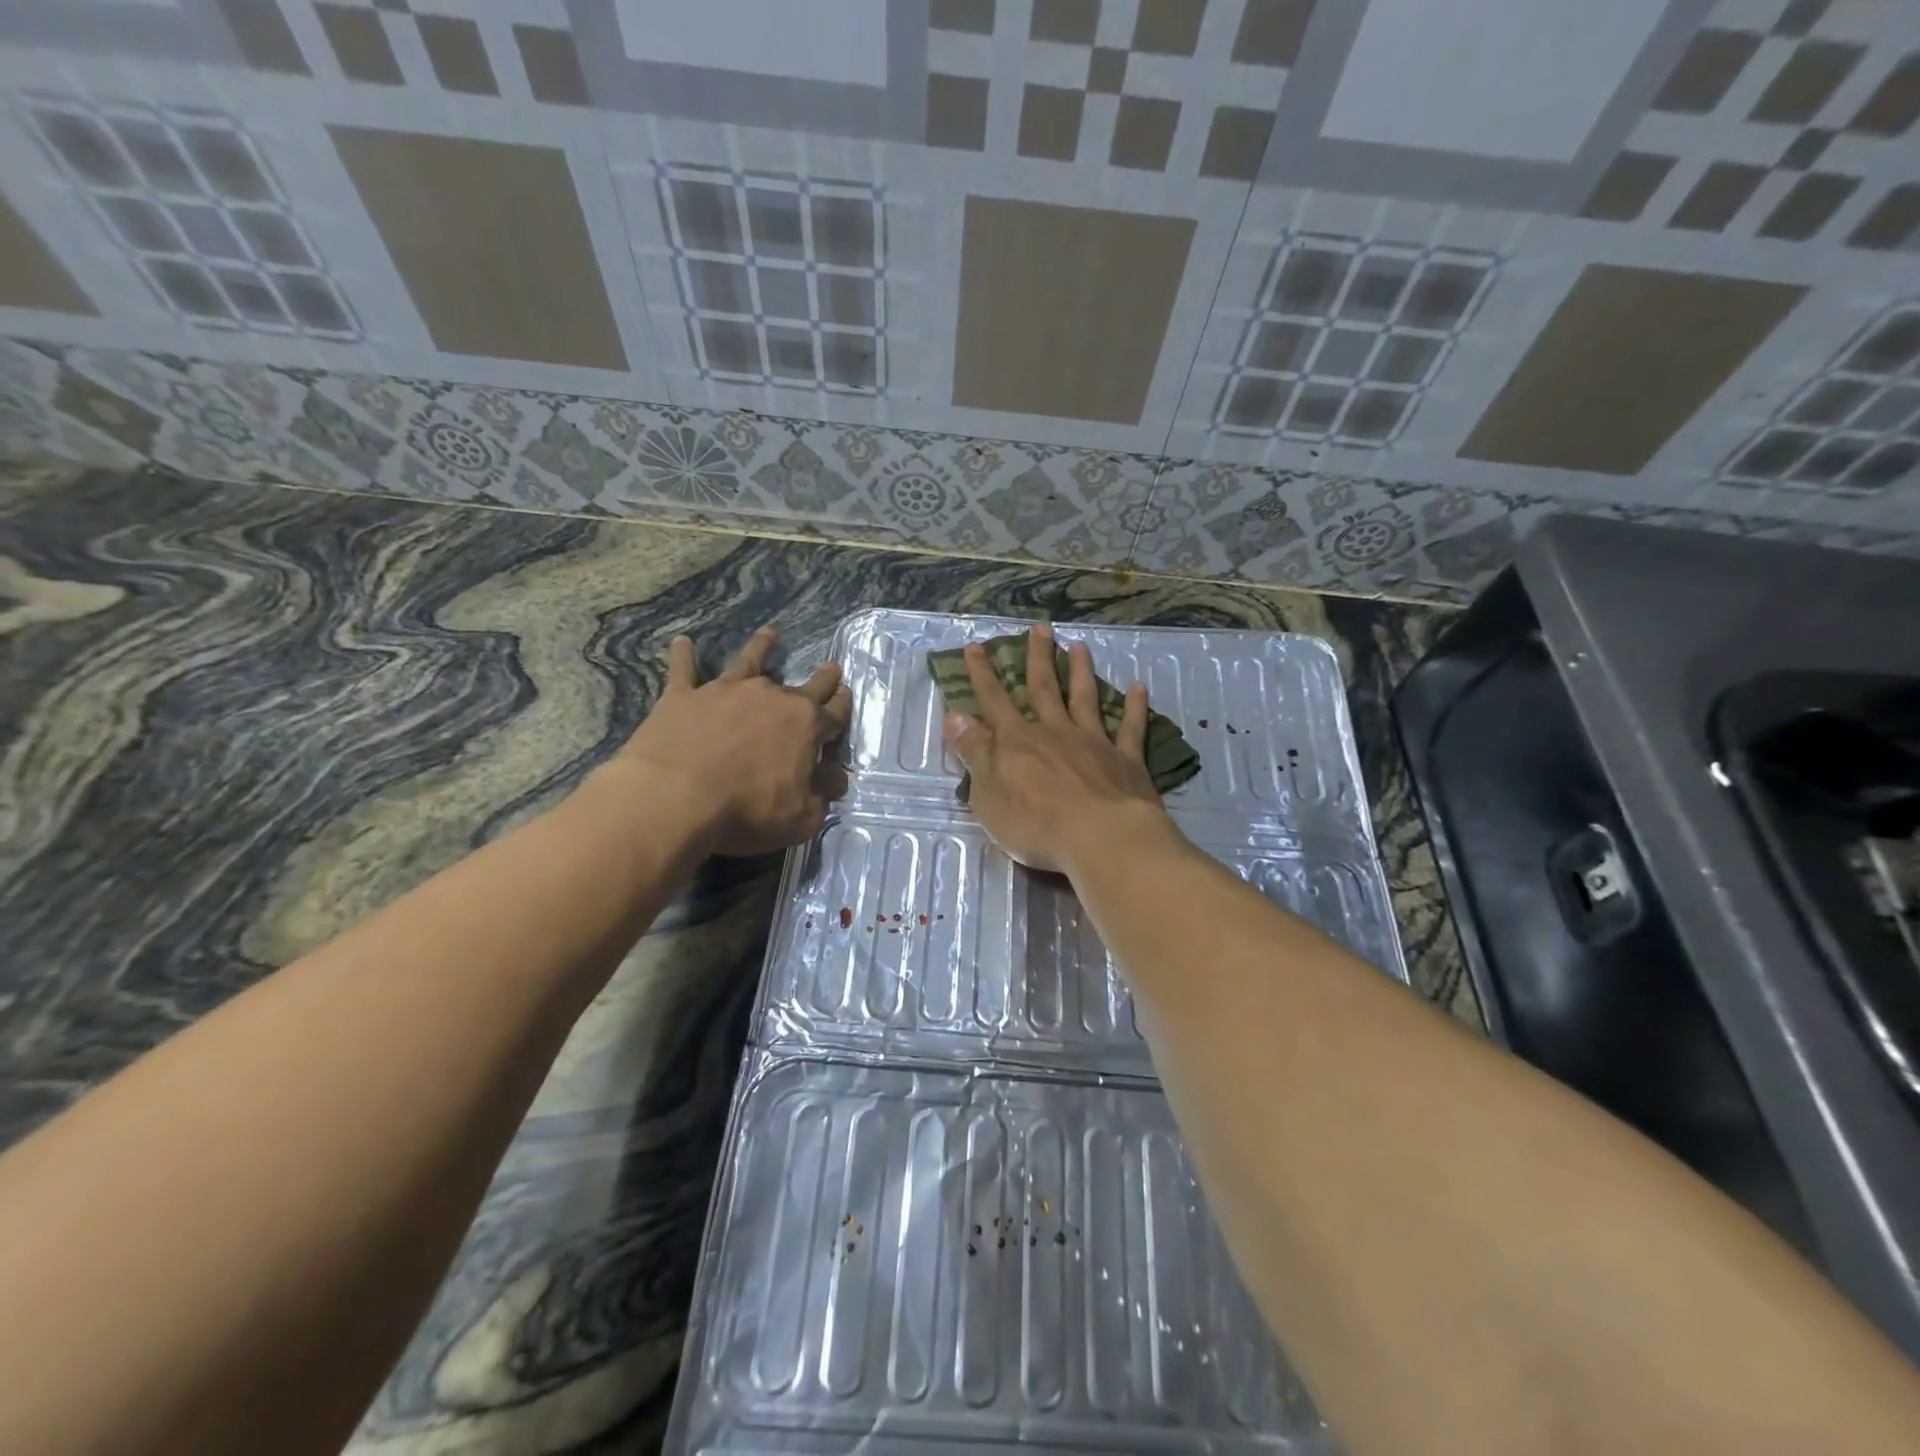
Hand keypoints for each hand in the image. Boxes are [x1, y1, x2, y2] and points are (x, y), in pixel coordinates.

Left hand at [615, 626, 852, 857]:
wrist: (676, 797)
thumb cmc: (747, 810)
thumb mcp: (801, 817)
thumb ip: (821, 796)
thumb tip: (835, 779)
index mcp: (805, 726)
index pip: (834, 714)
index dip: (843, 706)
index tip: (847, 695)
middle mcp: (771, 698)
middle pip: (804, 684)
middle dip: (822, 677)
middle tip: (831, 666)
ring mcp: (726, 691)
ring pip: (749, 661)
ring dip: (761, 647)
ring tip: (770, 633)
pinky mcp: (684, 696)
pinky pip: (684, 669)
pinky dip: (683, 655)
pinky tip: (682, 642)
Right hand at [943, 624, 1176, 874]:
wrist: (1101, 838)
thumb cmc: (1036, 824)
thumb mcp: (988, 795)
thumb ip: (974, 753)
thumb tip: (955, 715)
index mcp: (1018, 742)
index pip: (994, 701)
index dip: (982, 674)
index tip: (976, 646)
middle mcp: (1055, 732)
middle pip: (1043, 688)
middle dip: (1038, 657)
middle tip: (1040, 627)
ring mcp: (1094, 743)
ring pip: (1085, 699)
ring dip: (1081, 672)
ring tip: (1080, 647)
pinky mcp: (1127, 760)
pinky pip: (1131, 728)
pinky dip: (1135, 707)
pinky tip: (1139, 687)